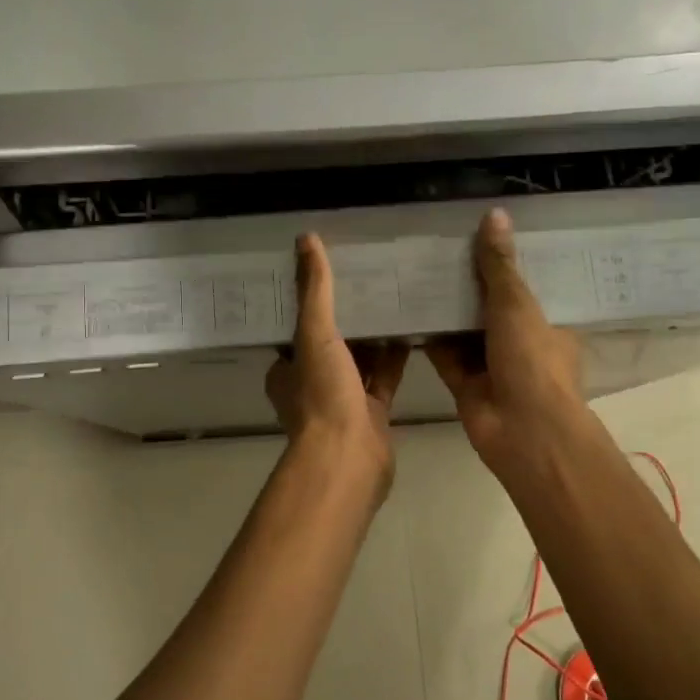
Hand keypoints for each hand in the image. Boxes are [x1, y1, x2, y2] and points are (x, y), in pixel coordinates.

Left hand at [265, 234, 408, 493]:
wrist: (349, 459)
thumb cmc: (323, 396)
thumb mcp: (314, 335)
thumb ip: (314, 290)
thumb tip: (306, 239)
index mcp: (287, 368)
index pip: (297, 326)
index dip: (313, 300)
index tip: (333, 270)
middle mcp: (312, 383)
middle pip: (331, 341)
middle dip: (349, 314)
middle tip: (370, 275)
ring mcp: (343, 399)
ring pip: (360, 359)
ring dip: (374, 334)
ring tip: (394, 294)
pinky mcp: (373, 412)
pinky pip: (385, 377)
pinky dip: (396, 356)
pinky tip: (412, 329)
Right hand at [426, 209, 589, 482]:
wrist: (522, 431)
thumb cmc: (532, 362)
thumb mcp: (517, 305)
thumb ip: (499, 266)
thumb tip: (494, 214)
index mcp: (546, 326)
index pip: (526, 289)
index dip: (505, 265)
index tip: (480, 237)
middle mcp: (520, 345)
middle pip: (491, 309)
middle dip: (469, 286)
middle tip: (439, 249)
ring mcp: (491, 367)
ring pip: (464, 332)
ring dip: (446, 310)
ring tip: (417, 272)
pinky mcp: (464, 385)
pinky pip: (444, 355)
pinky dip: (429, 337)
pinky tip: (407, 310)